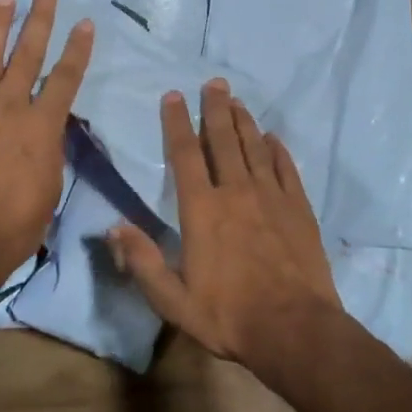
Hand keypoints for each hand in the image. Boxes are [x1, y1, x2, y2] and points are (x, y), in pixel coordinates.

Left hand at [0, 0, 93, 306]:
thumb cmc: (15, 226)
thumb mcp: (51, 187)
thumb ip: (51, 149)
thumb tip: (51, 127)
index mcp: (42, 127)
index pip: (66, 77)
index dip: (77, 49)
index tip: (85, 23)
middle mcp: (9, 107)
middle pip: (27, 54)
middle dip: (40, 19)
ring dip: (0, 23)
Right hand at [106, 79, 340, 364]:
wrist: (294, 329)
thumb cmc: (228, 315)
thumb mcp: (173, 300)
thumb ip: (142, 261)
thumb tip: (112, 227)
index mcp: (202, 210)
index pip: (185, 155)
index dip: (177, 123)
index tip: (174, 96)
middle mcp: (236, 192)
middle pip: (223, 140)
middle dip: (215, 109)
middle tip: (214, 82)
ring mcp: (272, 197)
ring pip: (255, 148)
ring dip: (244, 122)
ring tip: (237, 100)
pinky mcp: (299, 209)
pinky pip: (287, 169)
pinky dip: (278, 150)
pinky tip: (273, 138)